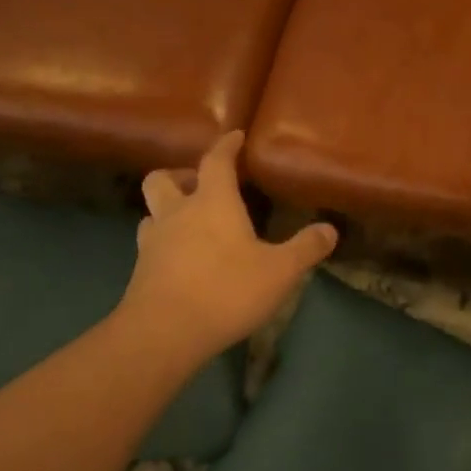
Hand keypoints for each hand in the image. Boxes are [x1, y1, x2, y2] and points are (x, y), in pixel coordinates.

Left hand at [119, 131, 336, 357]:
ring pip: (151, 212)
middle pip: (163, 178)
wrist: (163, 334)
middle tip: (201, 186)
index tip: (234, 136)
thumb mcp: (280, 271)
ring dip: (167, 210)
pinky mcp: (140, 272)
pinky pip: (149, 245)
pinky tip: (182, 260)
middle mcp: (177, 213)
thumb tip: (330, 229)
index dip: (226, 146)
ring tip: (189, 224)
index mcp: (212, 202)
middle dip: (180, 175)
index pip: (215, 160)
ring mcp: (153, 243)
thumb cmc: (226, 290)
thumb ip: (305, 248)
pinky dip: (164, 243)